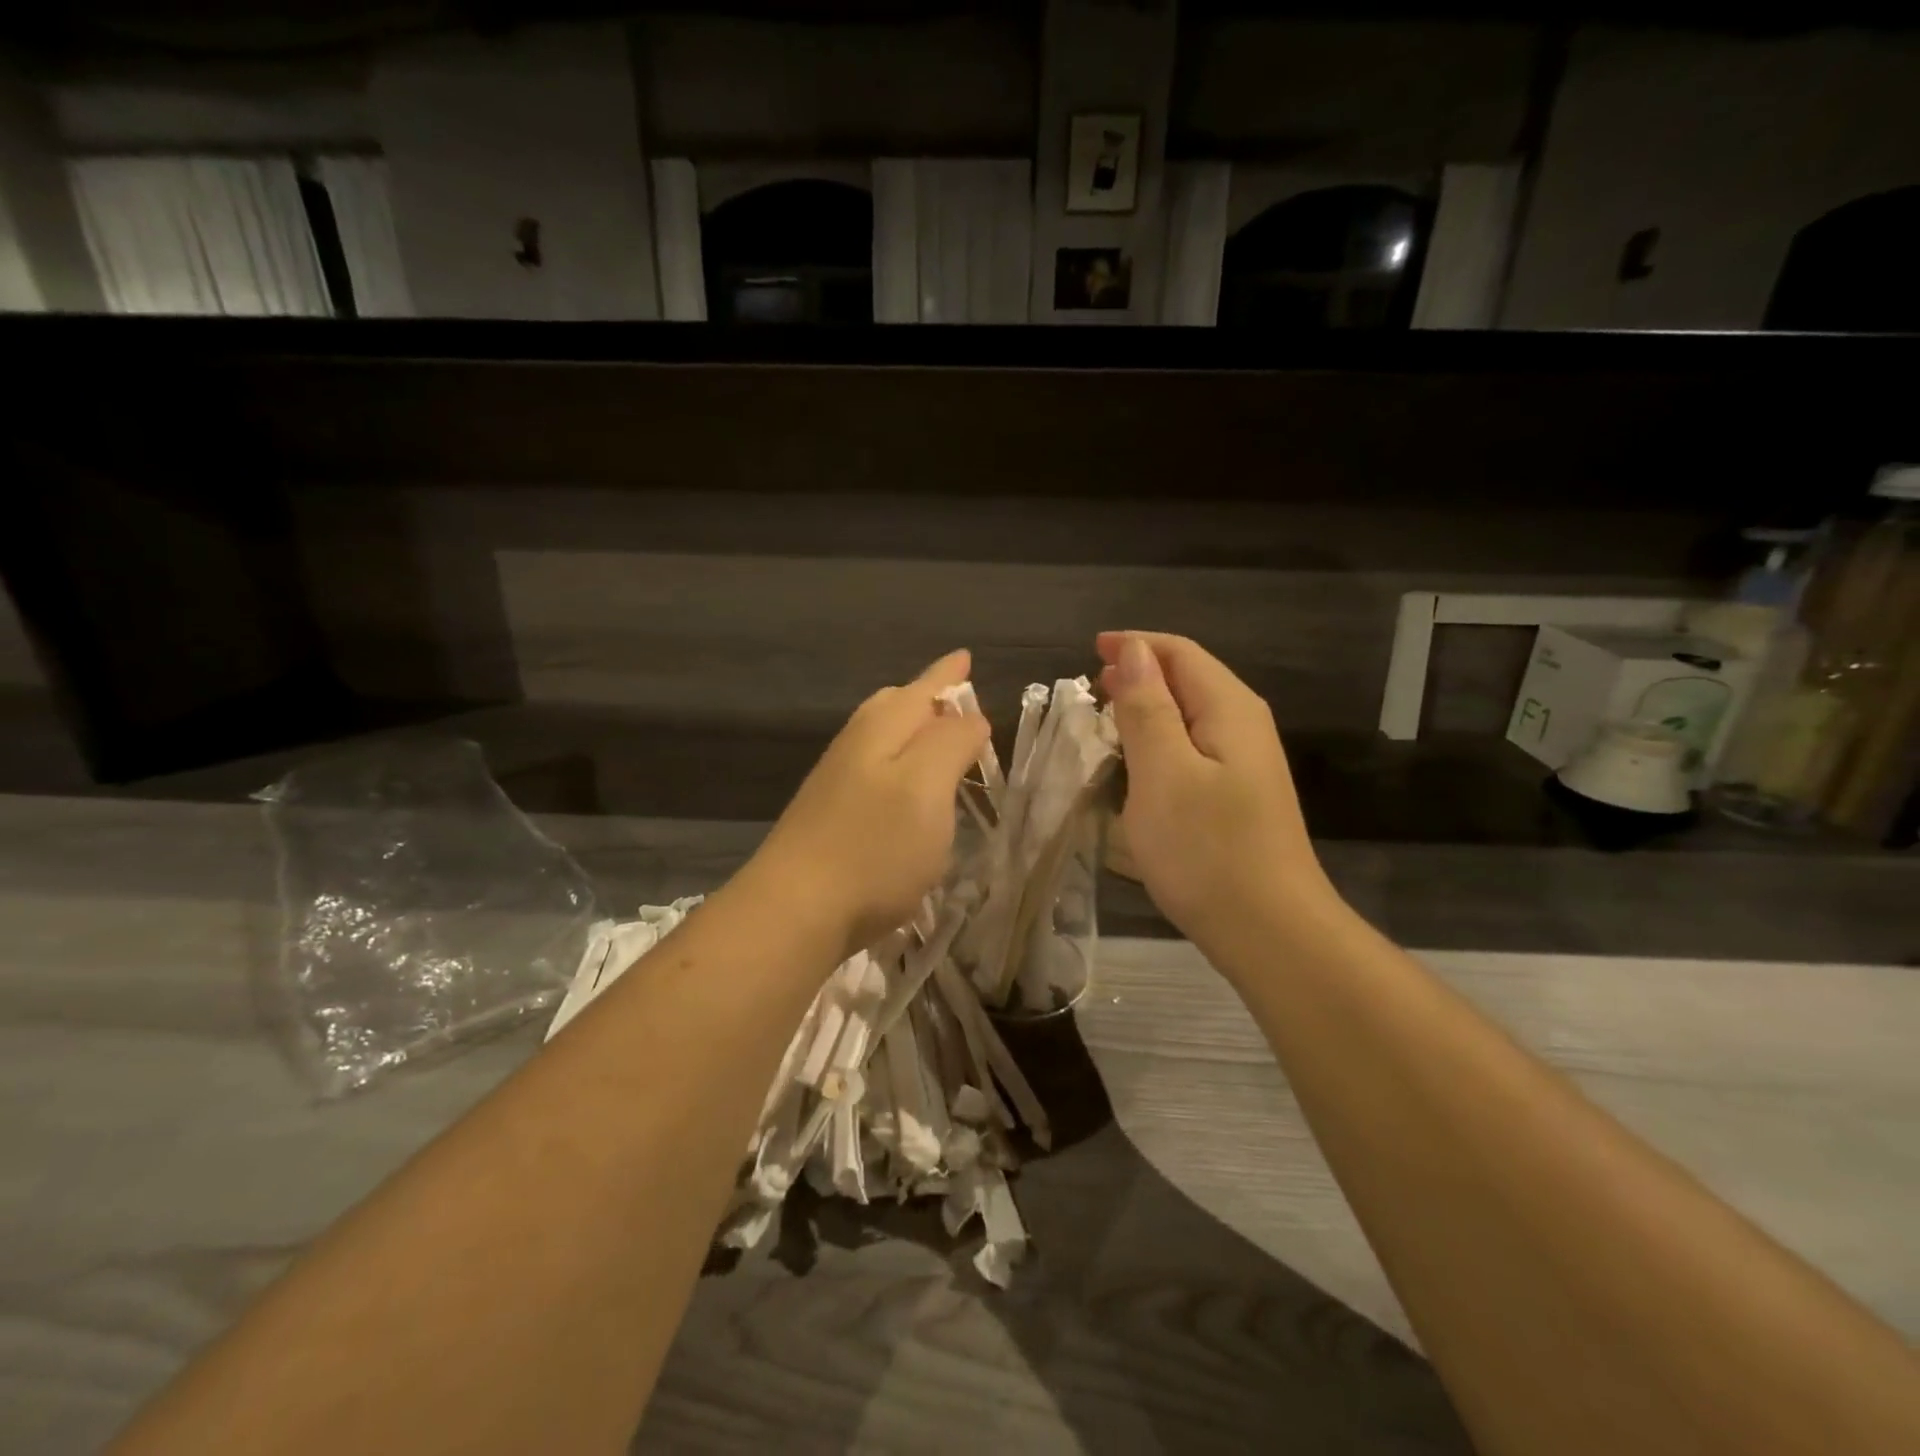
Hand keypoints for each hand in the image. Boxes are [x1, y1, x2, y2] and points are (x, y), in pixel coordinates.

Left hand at [745, 649, 990, 963]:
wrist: (795, 910)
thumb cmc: (874, 846)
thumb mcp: (927, 787)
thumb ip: (952, 742)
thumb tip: (969, 716)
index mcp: (882, 728)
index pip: (923, 688)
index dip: (948, 674)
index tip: (966, 658)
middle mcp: (855, 744)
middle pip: (894, 705)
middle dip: (927, 698)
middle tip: (957, 698)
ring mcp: (837, 781)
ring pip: (881, 738)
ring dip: (913, 732)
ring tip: (938, 738)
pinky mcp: (831, 816)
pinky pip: (874, 771)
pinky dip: (899, 766)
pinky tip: (907, 790)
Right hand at [1095, 632, 1335, 950]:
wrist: (1269, 931)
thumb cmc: (1207, 850)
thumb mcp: (1164, 772)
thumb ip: (1148, 708)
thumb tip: (1134, 651)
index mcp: (1228, 708)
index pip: (1179, 653)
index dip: (1134, 645)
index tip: (1089, 651)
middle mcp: (1243, 725)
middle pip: (1188, 678)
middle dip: (1138, 674)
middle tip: (1090, 691)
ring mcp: (1245, 763)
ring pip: (1189, 714)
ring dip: (1146, 709)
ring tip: (1104, 722)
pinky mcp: (1238, 795)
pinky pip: (1192, 748)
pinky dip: (1158, 743)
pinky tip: (1136, 765)